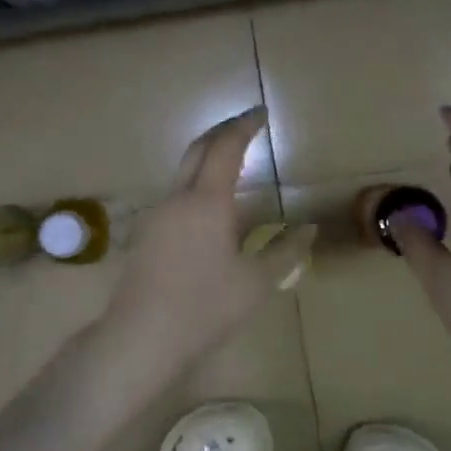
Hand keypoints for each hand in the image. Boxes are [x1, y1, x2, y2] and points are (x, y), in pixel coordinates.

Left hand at [101, 107, 314, 376]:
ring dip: (208, 158)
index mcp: (207, 201)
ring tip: (234, 163)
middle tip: (246, 126)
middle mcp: (178, 198)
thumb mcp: (256, 283)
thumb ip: (286, 251)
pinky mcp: (146, 233)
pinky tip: (212, 208)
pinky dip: (197, 184)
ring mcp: (157, 214)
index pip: (226, 147)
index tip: (261, 113)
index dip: (244, 126)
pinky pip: (176, 194)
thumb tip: (309, 229)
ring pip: (184, 172)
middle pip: (198, 149)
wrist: (141, 337)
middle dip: (222, 131)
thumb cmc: (205, 308)